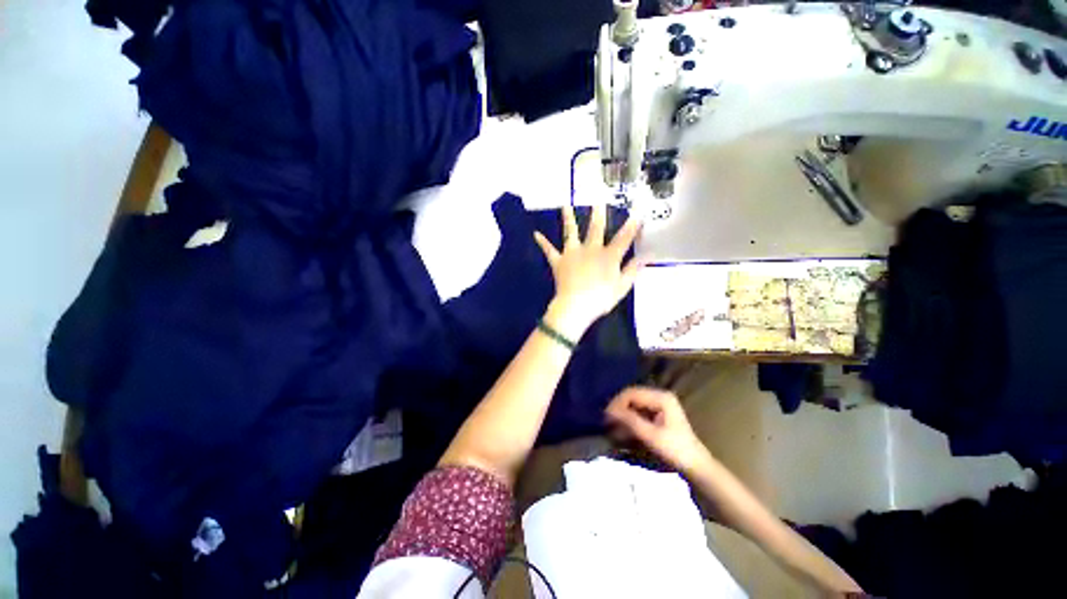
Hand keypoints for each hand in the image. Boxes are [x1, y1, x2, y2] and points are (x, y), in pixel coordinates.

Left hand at [534, 204, 642, 335]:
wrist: (575, 306)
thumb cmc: (601, 298)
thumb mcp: (622, 287)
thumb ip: (633, 270)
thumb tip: (647, 256)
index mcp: (608, 256)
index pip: (623, 238)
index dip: (632, 226)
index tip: (638, 212)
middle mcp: (591, 249)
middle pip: (595, 229)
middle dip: (598, 214)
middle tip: (598, 200)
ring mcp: (573, 253)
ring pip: (571, 232)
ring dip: (568, 218)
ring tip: (565, 205)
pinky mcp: (558, 261)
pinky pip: (549, 250)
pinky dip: (543, 242)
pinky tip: (535, 234)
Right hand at [605, 387, 708, 473]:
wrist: (696, 467)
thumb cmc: (676, 450)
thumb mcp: (651, 436)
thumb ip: (630, 421)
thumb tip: (609, 411)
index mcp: (661, 397)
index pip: (631, 393)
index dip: (617, 403)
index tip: (606, 417)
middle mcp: (660, 396)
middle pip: (631, 396)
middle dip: (618, 407)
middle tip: (606, 421)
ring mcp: (660, 404)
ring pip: (633, 403)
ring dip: (622, 413)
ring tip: (612, 425)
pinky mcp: (658, 413)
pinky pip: (638, 411)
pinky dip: (629, 418)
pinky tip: (623, 428)